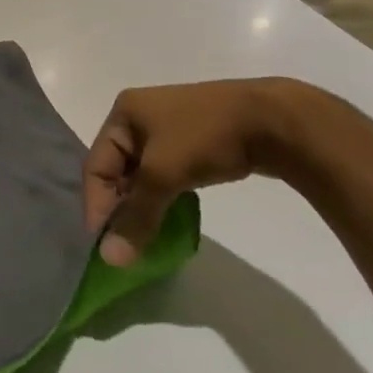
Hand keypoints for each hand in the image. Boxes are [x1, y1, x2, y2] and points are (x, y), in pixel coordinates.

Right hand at [83, 79, 298, 265]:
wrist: (276, 121)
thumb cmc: (206, 136)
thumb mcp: (164, 174)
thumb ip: (136, 216)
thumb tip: (110, 259)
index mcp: (123, 113)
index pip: (96, 165)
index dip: (97, 204)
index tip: (104, 243)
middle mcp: (141, 116)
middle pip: (118, 170)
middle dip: (120, 207)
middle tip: (125, 243)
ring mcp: (170, 128)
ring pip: (144, 175)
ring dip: (143, 205)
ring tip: (146, 235)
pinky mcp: (195, 142)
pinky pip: (167, 174)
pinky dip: (164, 196)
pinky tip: (170, 217)